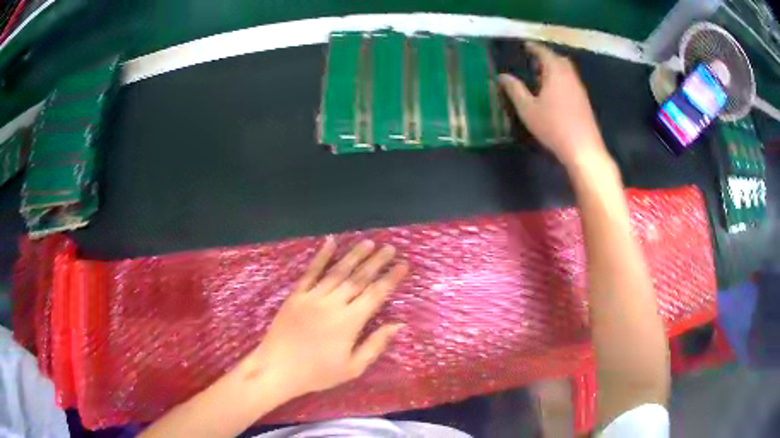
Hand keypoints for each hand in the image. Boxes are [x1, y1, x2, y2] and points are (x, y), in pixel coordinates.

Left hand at [243, 238, 408, 399]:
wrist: (277, 369)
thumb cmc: (317, 373)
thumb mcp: (352, 368)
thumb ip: (375, 344)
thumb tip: (397, 325)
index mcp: (350, 322)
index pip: (375, 294)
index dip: (390, 279)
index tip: (403, 265)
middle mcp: (333, 303)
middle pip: (359, 278)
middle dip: (376, 262)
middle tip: (390, 248)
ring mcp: (312, 297)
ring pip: (337, 271)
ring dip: (354, 255)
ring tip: (368, 242)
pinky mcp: (296, 295)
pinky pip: (310, 272)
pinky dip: (321, 256)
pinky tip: (330, 242)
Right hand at [499, 42, 606, 168]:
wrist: (583, 148)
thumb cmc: (553, 126)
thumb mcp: (527, 109)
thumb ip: (515, 90)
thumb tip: (502, 76)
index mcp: (555, 72)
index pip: (544, 53)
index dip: (534, 47)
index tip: (526, 45)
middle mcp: (570, 76)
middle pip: (559, 59)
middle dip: (546, 57)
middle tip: (533, 60)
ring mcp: (579, 89)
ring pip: (566, 71)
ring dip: (554, 69)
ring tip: (541, 76)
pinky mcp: (584, 102)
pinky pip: (571, 82)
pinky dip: (561, 79)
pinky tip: (554, 92)